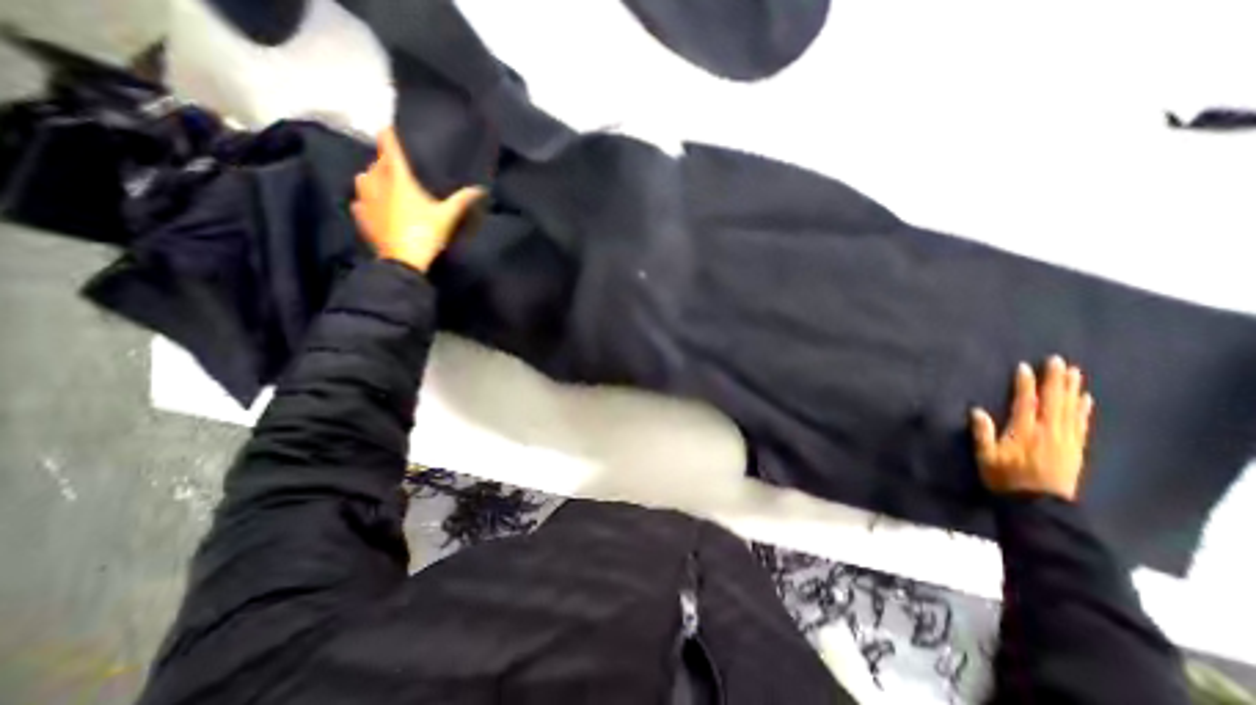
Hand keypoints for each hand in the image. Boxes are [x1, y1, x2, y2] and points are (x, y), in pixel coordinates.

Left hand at [349, 126, 481, 273]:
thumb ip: (462, 200)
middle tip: (402, 168)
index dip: (391, 135)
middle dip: (388, 161)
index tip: (393, 130)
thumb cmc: (425, 233)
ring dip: (375, 178)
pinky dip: (369, 199)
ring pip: (365, 178)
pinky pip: (361, 200)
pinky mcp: (360, 216)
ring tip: (387, 185)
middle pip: (378, 161)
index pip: (389, 145)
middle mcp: (375, 181)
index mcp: (397, 177)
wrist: (402, 262)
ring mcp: (364, 198)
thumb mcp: (448, 217)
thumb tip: (481, 189)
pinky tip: (377, 206)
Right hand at [963, 358, 1095, 499]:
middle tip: (1059, 361)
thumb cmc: (1006, 478)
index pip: (1026, 402)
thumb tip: (977, 410)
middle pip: (1054, 401)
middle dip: (1055, 380)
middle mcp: (1048, 431)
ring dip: (1072, 390)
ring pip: (1070, 409)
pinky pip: (1081, 424)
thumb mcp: (986, 456)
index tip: (1025, 366)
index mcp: (1024, 431)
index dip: (1025, 384)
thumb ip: (982, 433)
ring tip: (1075, 373)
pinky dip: (1083, 410)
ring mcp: (1065, 440)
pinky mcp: (1075, 449)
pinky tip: (1086, 399)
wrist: (1040, 506)